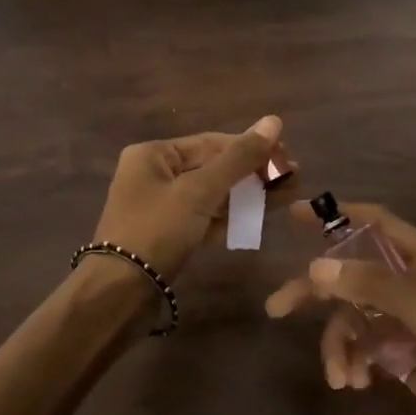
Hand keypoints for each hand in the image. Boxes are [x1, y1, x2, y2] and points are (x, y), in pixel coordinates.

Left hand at [91, 116, 285, 280]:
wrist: (121, 293)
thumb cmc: (156, 230)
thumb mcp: (199, 191)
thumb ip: (238, 159)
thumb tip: (274, 121)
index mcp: (153, 154)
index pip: (211, 142)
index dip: (250, 147)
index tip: (287, 157)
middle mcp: (155, 175)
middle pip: (213, 167)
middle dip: (253, 172)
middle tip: (294, 176)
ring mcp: (162, 207)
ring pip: (212, 194)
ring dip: (248, 194)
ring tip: (288, 194)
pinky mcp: (170, 235)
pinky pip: (206, 217)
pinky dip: (232, 216)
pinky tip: (262, 216)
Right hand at [265, 202, 415, 414]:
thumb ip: (377, 287)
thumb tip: (317, 266)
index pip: (377, 224)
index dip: (337, 216)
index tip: (295, 216)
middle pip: (354, 273)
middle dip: (318, 292)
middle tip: (278, 307)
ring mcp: (408, 321)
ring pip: (353, 315)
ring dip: (339, 343)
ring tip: (340, 376)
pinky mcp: (403, 354)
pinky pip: (363, 344)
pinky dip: (353, 360)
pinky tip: (356, 383)